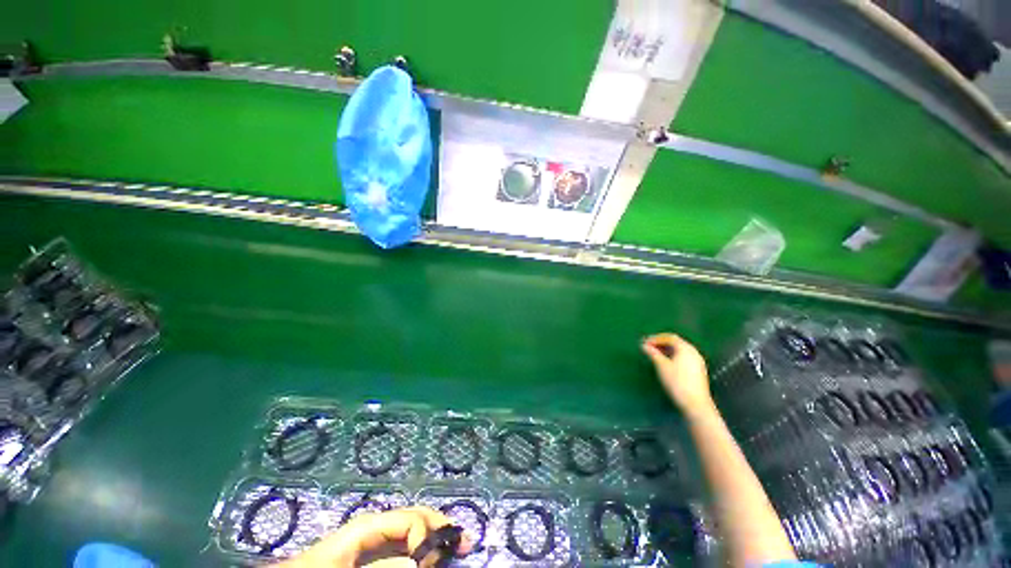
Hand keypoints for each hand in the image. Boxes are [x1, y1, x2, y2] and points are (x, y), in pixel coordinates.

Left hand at [275, 506, 471, 567]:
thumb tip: (417, 561)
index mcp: (370, 525)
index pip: (410, 520)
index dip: (427, 536)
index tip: (433, 562)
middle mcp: (377, 526)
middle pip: (417, 517)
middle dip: (441, 526)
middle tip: (465, 542)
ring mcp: (375, 539)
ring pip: (414, 529)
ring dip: (437, 535)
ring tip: (458, 544)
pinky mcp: (373, 553)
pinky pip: (404, 545)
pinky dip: (423, 548)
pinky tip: (435, 554)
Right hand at [642, 333, 715, 419]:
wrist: (696, 404)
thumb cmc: (677, 382)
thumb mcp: (661, 366)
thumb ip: (653, 353)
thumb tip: (644, 346)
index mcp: (686, 348)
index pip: (669, 337)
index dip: (655, 338)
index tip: (644, 343)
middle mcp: (694, 352)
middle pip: (676, 343)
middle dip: (661, 344)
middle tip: (648, 347)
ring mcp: (697, 362)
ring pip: (680, 351)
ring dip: (666, 350)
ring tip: (655, 355)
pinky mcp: (698, 371)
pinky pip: (684, 358)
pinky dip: (673, 357)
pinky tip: (666, 363)